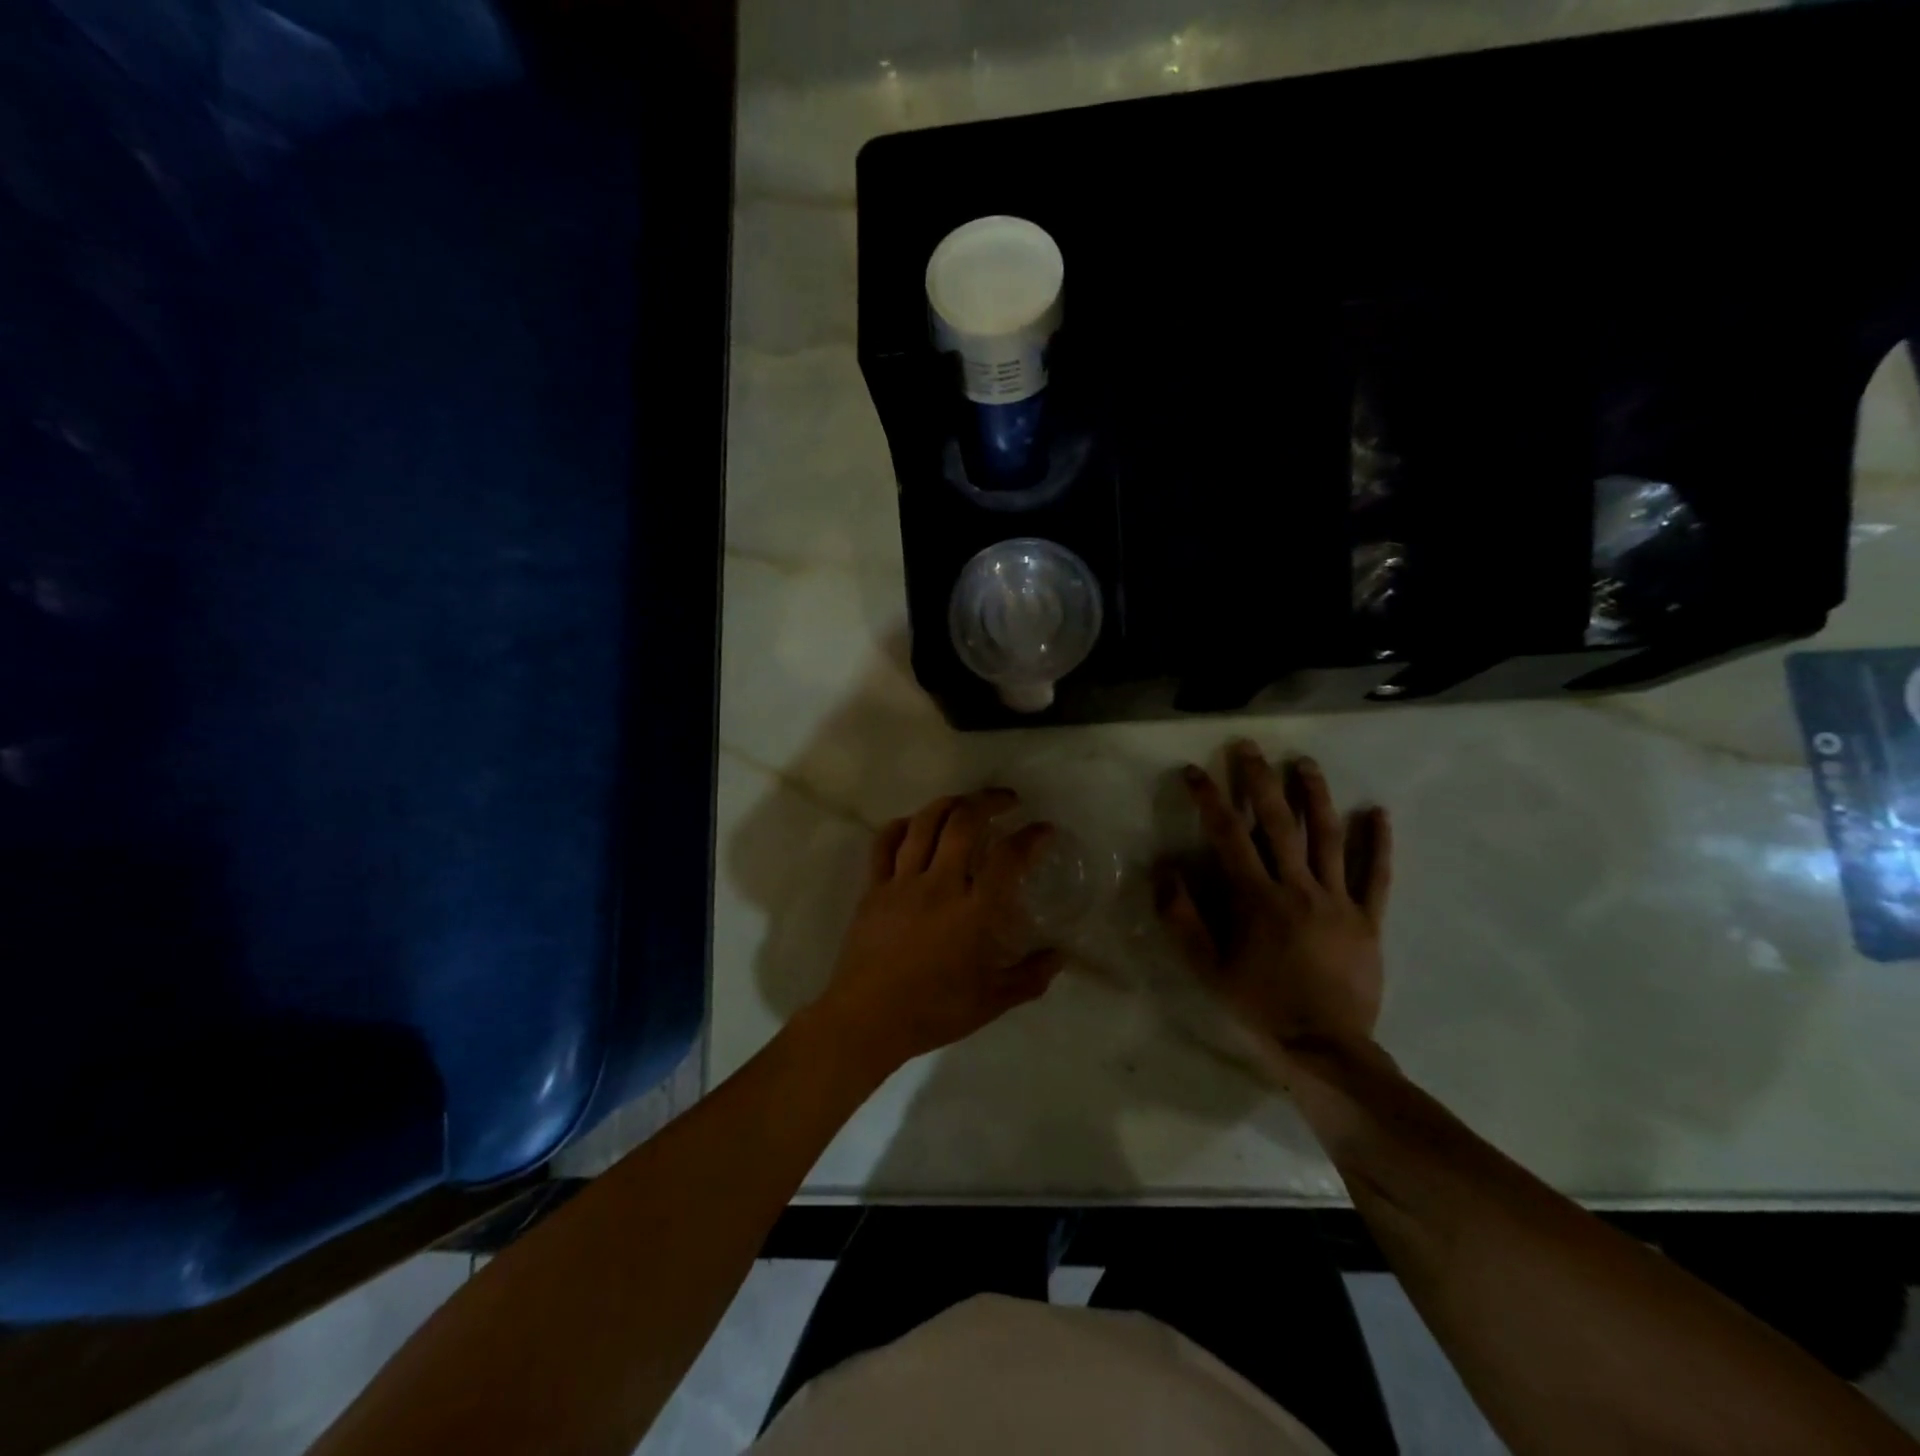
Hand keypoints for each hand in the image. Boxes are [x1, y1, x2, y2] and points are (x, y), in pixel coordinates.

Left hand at [814, 788, 1064, 1075]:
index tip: (1043, 829)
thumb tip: (1060, 956)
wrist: (868, 1020)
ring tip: (965, 802)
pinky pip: (884, 844)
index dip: (1031, 837)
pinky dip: (901, 825)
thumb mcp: (992, 1002)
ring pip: (924, 824)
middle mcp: (940, 886)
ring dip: (949, 803)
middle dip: (989, 801)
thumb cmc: (934, 1012)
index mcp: (974, 912)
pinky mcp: (874, 888)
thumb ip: (1030, 977)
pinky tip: (914, 823)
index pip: (1008, 859)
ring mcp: (902, 883)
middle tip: (1006, 799)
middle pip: (964, 823)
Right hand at [1156, 742, 1392, 1058]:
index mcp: (1256, 898)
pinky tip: (1380, 813)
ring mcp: (1338, 901)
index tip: (1194, 772)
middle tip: (1249, 747)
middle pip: (1279, 822)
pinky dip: (1380, 843)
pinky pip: (1376, 876)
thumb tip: (1164, 871)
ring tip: (1304, 763)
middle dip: (1260, 780)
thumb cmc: (1259, 1005)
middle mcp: (1298, 887)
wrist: (1325, 1047)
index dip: (1209, 799)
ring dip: (1316, 796)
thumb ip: (1182, 919)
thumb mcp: (1206, 968)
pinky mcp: (1368, 920)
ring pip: (1329, 837)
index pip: (1228, 834)